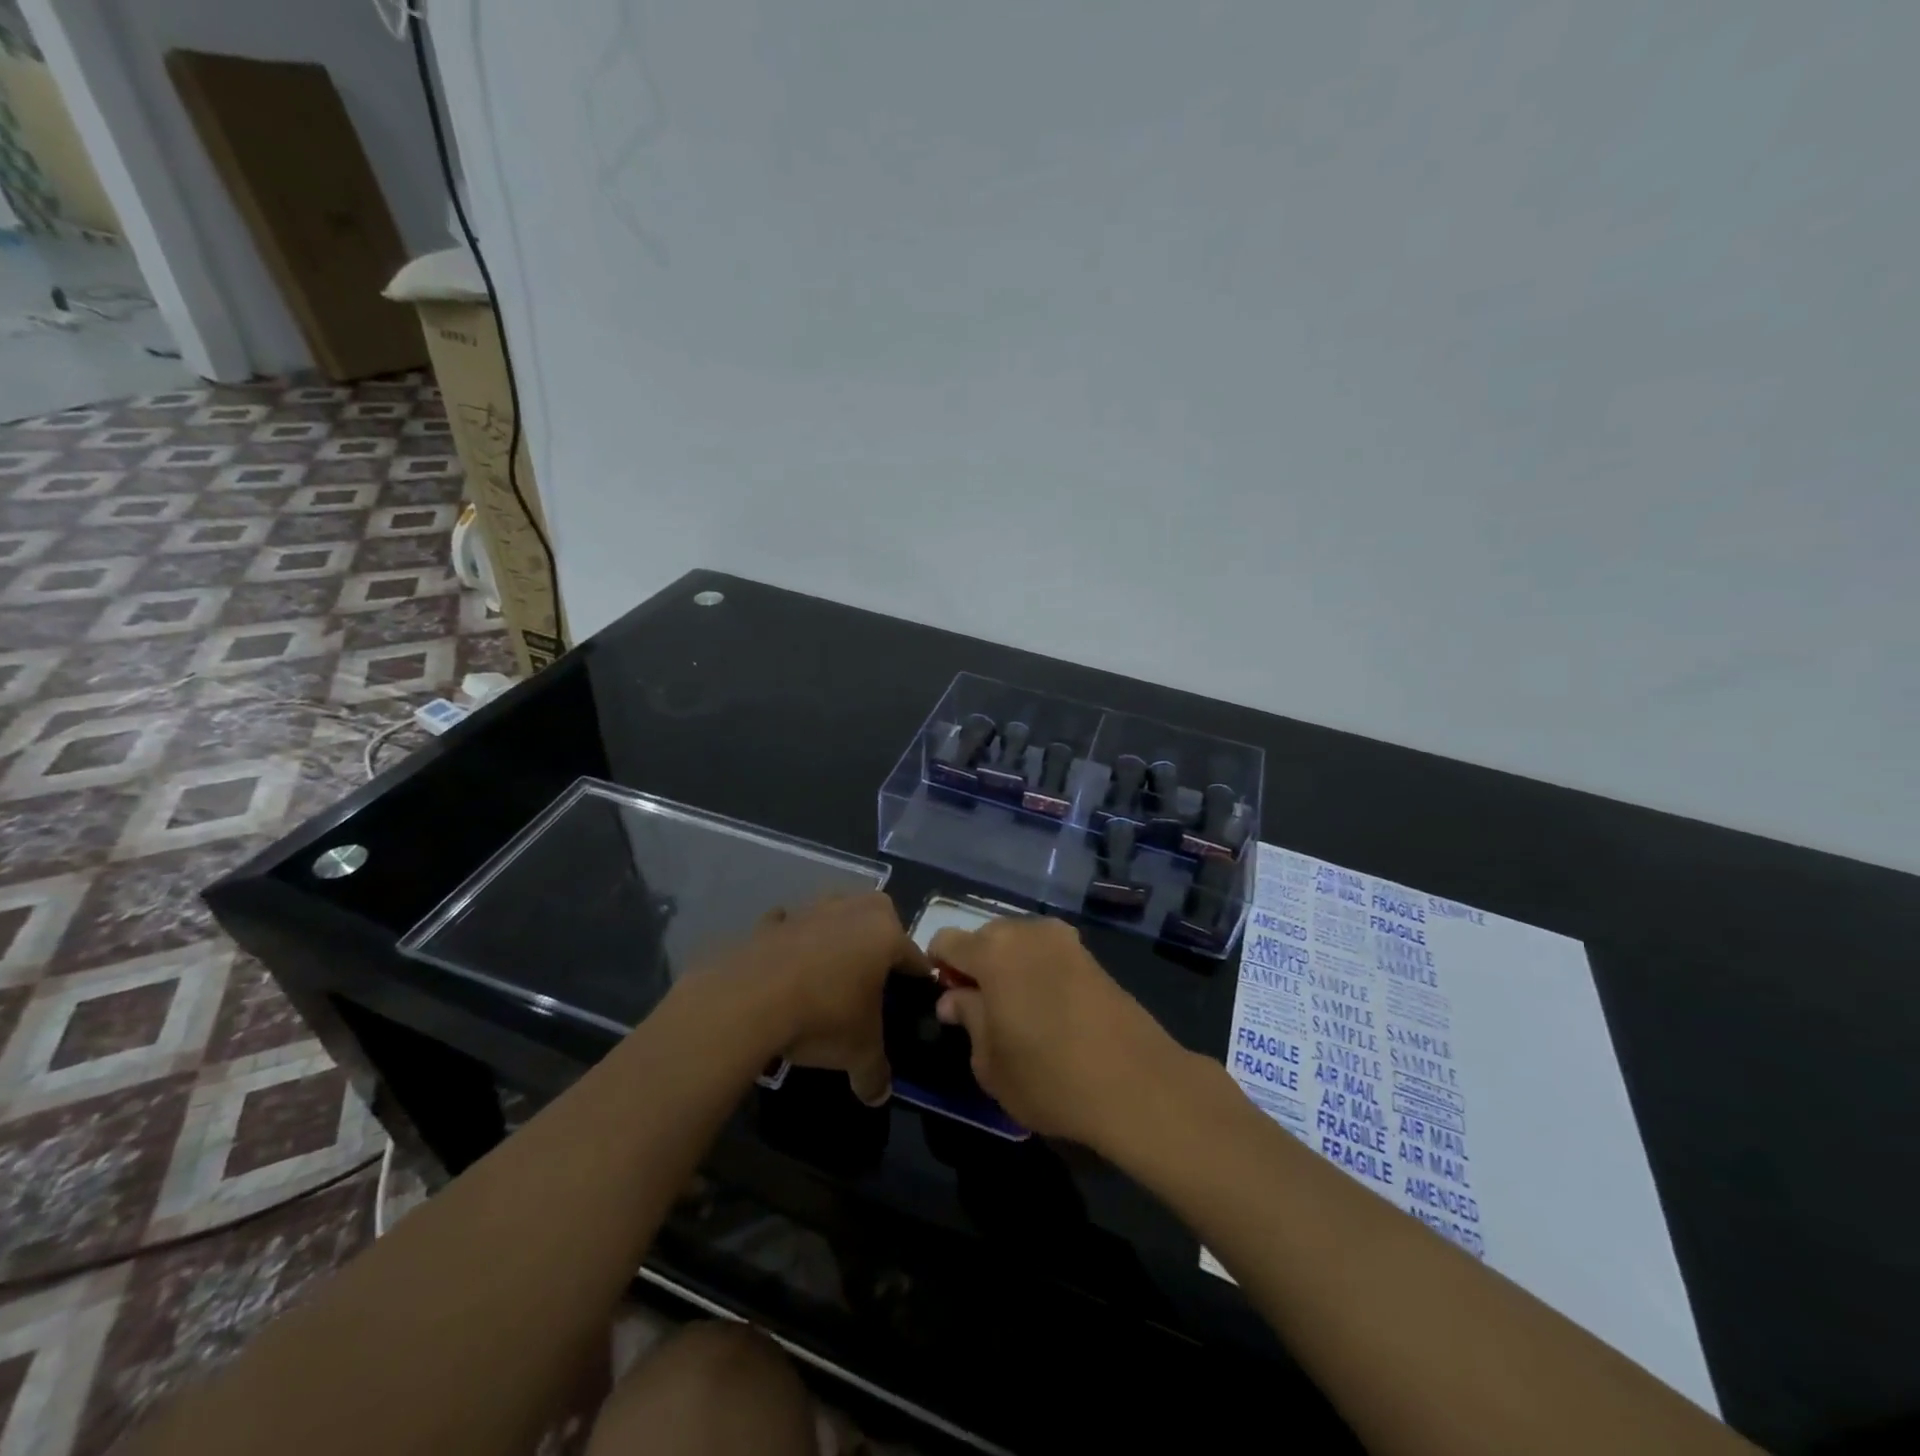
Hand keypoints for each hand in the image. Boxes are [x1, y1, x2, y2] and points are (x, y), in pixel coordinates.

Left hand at [715, 893, 925, 1105]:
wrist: (748, 1000)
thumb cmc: (823, 1016)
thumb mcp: (859, 1052)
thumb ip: (875, 1073)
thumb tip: (880, 1096)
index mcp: (885, 934)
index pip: (913, 955)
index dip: (916, 978)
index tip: (915, 995)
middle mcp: (851, 911)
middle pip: (878, 915)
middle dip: (879, 938)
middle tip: (874, 975)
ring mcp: (809, 910)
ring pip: (834, 913)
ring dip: (835, 934)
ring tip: (829, 971)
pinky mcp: (772, 921)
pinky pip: (790, 926)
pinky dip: (791, 940)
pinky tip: (786, 968)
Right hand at [927, 915, 1184, 1149]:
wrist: (1138, 1084)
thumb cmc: (1049, 1077)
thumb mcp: (990, 1062)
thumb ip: (968, 1020)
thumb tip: (954, 999)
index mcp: (993, 951)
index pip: (946, 940)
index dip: (938, 968)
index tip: (947, 1002)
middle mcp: (1028, 931)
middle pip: (985, 937)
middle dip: (976, 966)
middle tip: (981, 1012)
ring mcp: (1064, 941)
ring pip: (1019, 943)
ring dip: (1009, 967)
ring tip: (1017, 1013)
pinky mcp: (1092, 957)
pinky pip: (1048, 954)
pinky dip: (1038, 972)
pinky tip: (1048, 1011)